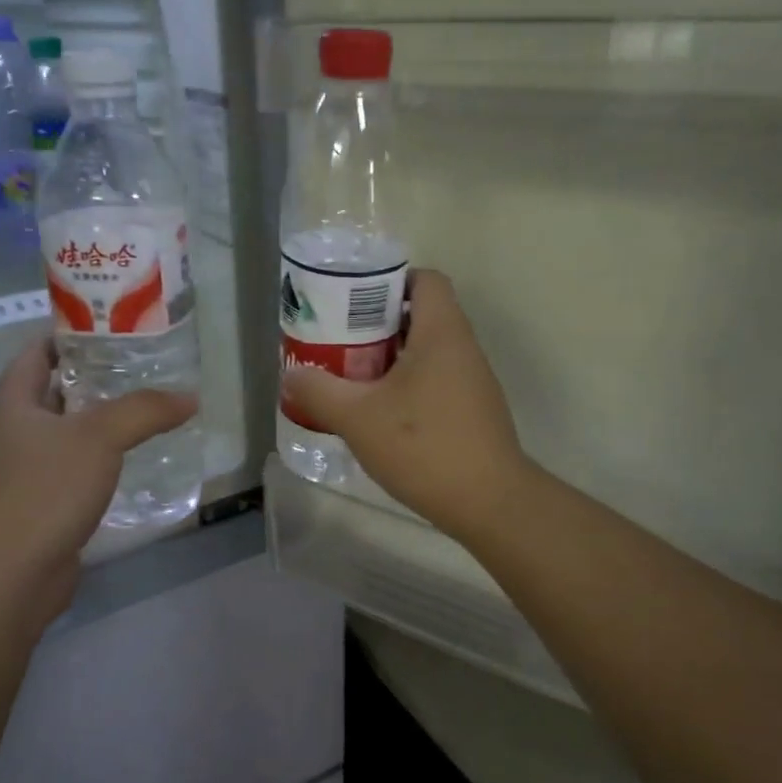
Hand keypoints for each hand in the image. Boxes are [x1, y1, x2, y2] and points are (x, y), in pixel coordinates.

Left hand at [0, 335, 197, 619]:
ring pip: (66, 435)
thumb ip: (145, 410)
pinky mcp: (39, 509)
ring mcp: (22, 475)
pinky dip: (99, 462)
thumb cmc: (43, 492)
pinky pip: (72, 472)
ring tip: (147, 410)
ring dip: (99, 423)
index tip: (109, 327)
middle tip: (142, 367)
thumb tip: (190, 397)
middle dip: (93, 378)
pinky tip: (132, 463)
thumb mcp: (99, 437)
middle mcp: (12, 435)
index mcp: (12, 405)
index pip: (34, 353)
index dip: (66, 335)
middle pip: (53, 393)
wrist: (7, 578)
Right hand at [281, 269, 526, 543]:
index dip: (390, 280)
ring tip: (352, 377)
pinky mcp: (473, 411)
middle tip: (339, 341)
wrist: (489, 502)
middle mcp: (463, 348)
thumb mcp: (357, 417)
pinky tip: (380, 415)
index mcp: (442, 332)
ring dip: (391, 358)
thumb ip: (319, 391)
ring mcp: (473, 382)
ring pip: (428, 352)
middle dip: (378, 324)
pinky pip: (436, 381)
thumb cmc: (423, 446)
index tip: (354, 301)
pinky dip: (408, 386)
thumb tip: (292, 375)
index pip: (425, 279)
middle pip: (421, 315)